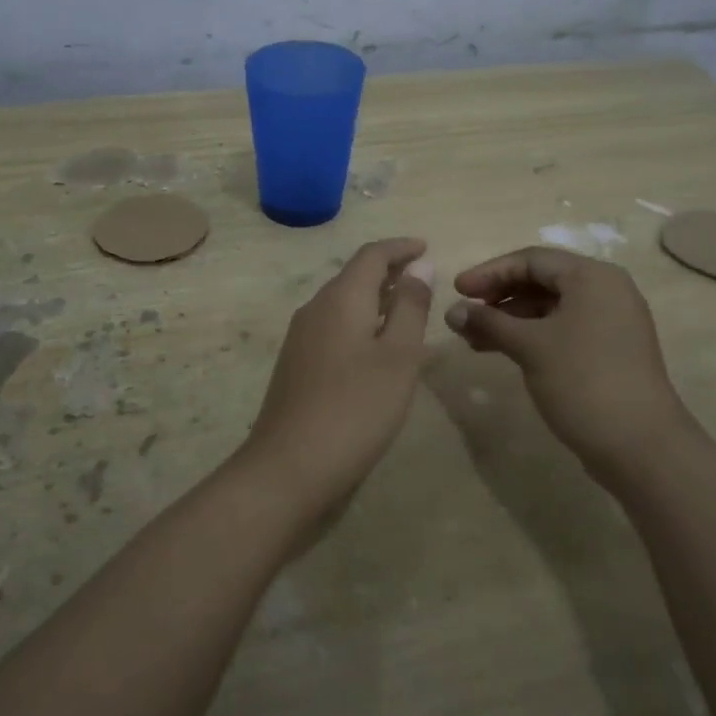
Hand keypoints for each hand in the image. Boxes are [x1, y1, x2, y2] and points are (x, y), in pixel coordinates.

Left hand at [235, 237, 433, 511]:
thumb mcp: (398, 356)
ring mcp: (301, 338)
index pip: (371, 255)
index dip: (400, 247)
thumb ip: (411, 307)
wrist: (289, 467)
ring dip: (376, 299)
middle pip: (354, 276)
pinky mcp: (297, 365)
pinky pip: (334, 327)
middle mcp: (315, 309)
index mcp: (340, 298)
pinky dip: (361, 323)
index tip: (426, 247)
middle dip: (389, 271)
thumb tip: (419, 265)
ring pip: (343, 303)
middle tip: (424, 277)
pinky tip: (379, 347)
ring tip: (408, 308)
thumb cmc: (355, 408)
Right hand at [444, 247, 693, 486]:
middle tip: (464, 315)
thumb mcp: (530, 346)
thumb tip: (452, 312)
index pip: (531, 259)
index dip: (489, 272)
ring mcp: (610, 323)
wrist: (640, 445)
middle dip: (498, 297)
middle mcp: (606, 291)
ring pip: (550, 309)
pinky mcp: (608, 351)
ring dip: (510, 320)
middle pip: (541, 281)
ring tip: (472, 340)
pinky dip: (530, 336)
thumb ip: (489, 323)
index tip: (457, 290)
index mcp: (592, 277)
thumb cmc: (582, 380)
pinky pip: (561, 330)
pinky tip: (502, 352)